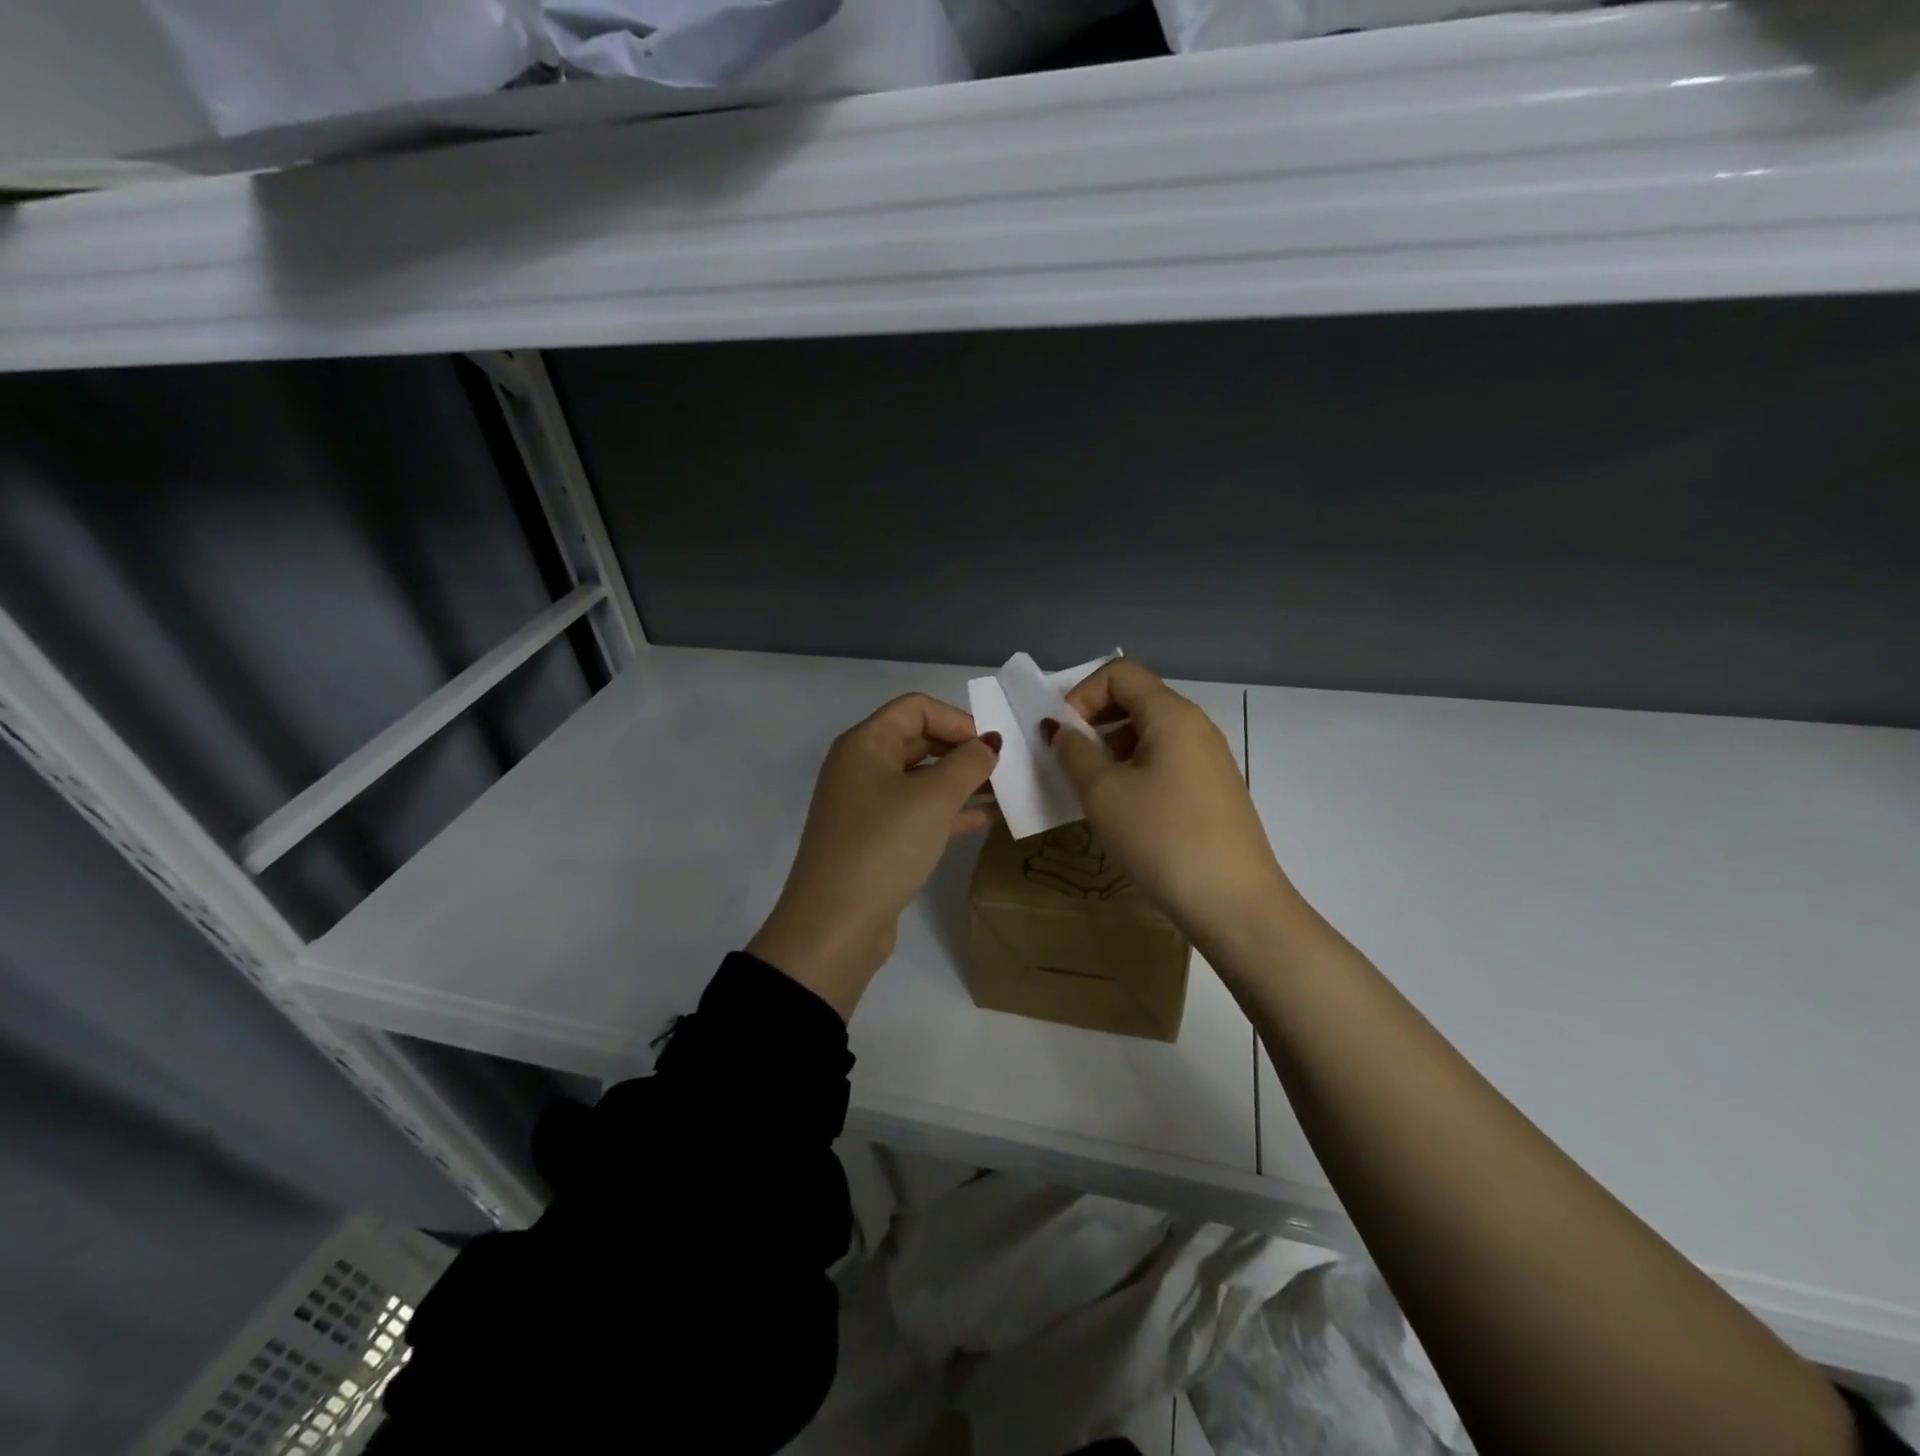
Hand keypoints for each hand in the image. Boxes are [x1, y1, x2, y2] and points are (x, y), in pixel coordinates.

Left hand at [749, 694, 1000, 1018]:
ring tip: (1007, 793)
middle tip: (1006, 769)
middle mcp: (861, 767)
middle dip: (962, 751)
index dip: (958, 720)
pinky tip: (988, 820)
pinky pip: (918, 813)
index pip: (916, 708)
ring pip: (922, 780)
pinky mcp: (876, 840)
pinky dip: (950, 812)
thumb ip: (968, 764)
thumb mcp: (933, 799)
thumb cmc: (884, 846)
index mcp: (865, 744)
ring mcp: (867, 806)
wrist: (834, 926)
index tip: (992, 747)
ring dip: (962, 783)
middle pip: (919, 741)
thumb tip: (988, 745)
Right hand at [1050, 659, 1291, 954]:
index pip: (1119, 672)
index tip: (1063, 737)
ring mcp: (1209, 759)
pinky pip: (1166, 761)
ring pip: (1149, 733)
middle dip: (1094, 722)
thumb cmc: (1162, 838)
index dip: (1081, 694)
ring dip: (1112, 749)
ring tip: (1092, 791)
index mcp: (1172, 714)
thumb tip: (1061, 730)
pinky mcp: (1214, 790)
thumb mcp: (1103, 793)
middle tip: (1070, 762)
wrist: (1235, 903)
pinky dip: (1135, 771)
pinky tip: (1124, 811)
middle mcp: (1196, 726)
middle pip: (1136, 699)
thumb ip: (1074, 752)